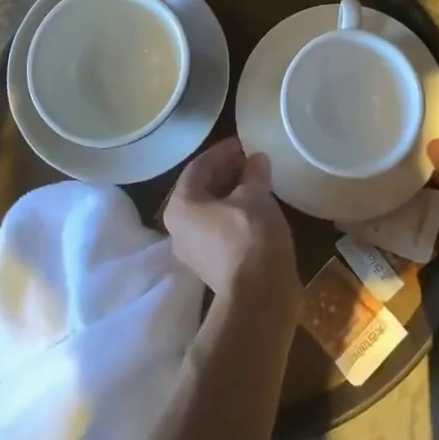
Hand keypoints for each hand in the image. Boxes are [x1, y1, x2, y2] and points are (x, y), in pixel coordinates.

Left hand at [163, 138, 300, 312]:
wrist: (260, 297)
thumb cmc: (250, 236)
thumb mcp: (255, 196)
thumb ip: (253, 173)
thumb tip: (256, 160)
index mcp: (180, 206)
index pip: (198, 167)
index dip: (222, 151)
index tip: (243, 143)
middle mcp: (179, 228)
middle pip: (202, 189)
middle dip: (227, 172)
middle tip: (252, 160)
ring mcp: (194, 251)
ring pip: (212, 211)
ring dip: (233, 193)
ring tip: (258, 181)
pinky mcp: (213, 267)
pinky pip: (221, 230)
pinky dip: (236, 214)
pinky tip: (258, 208)